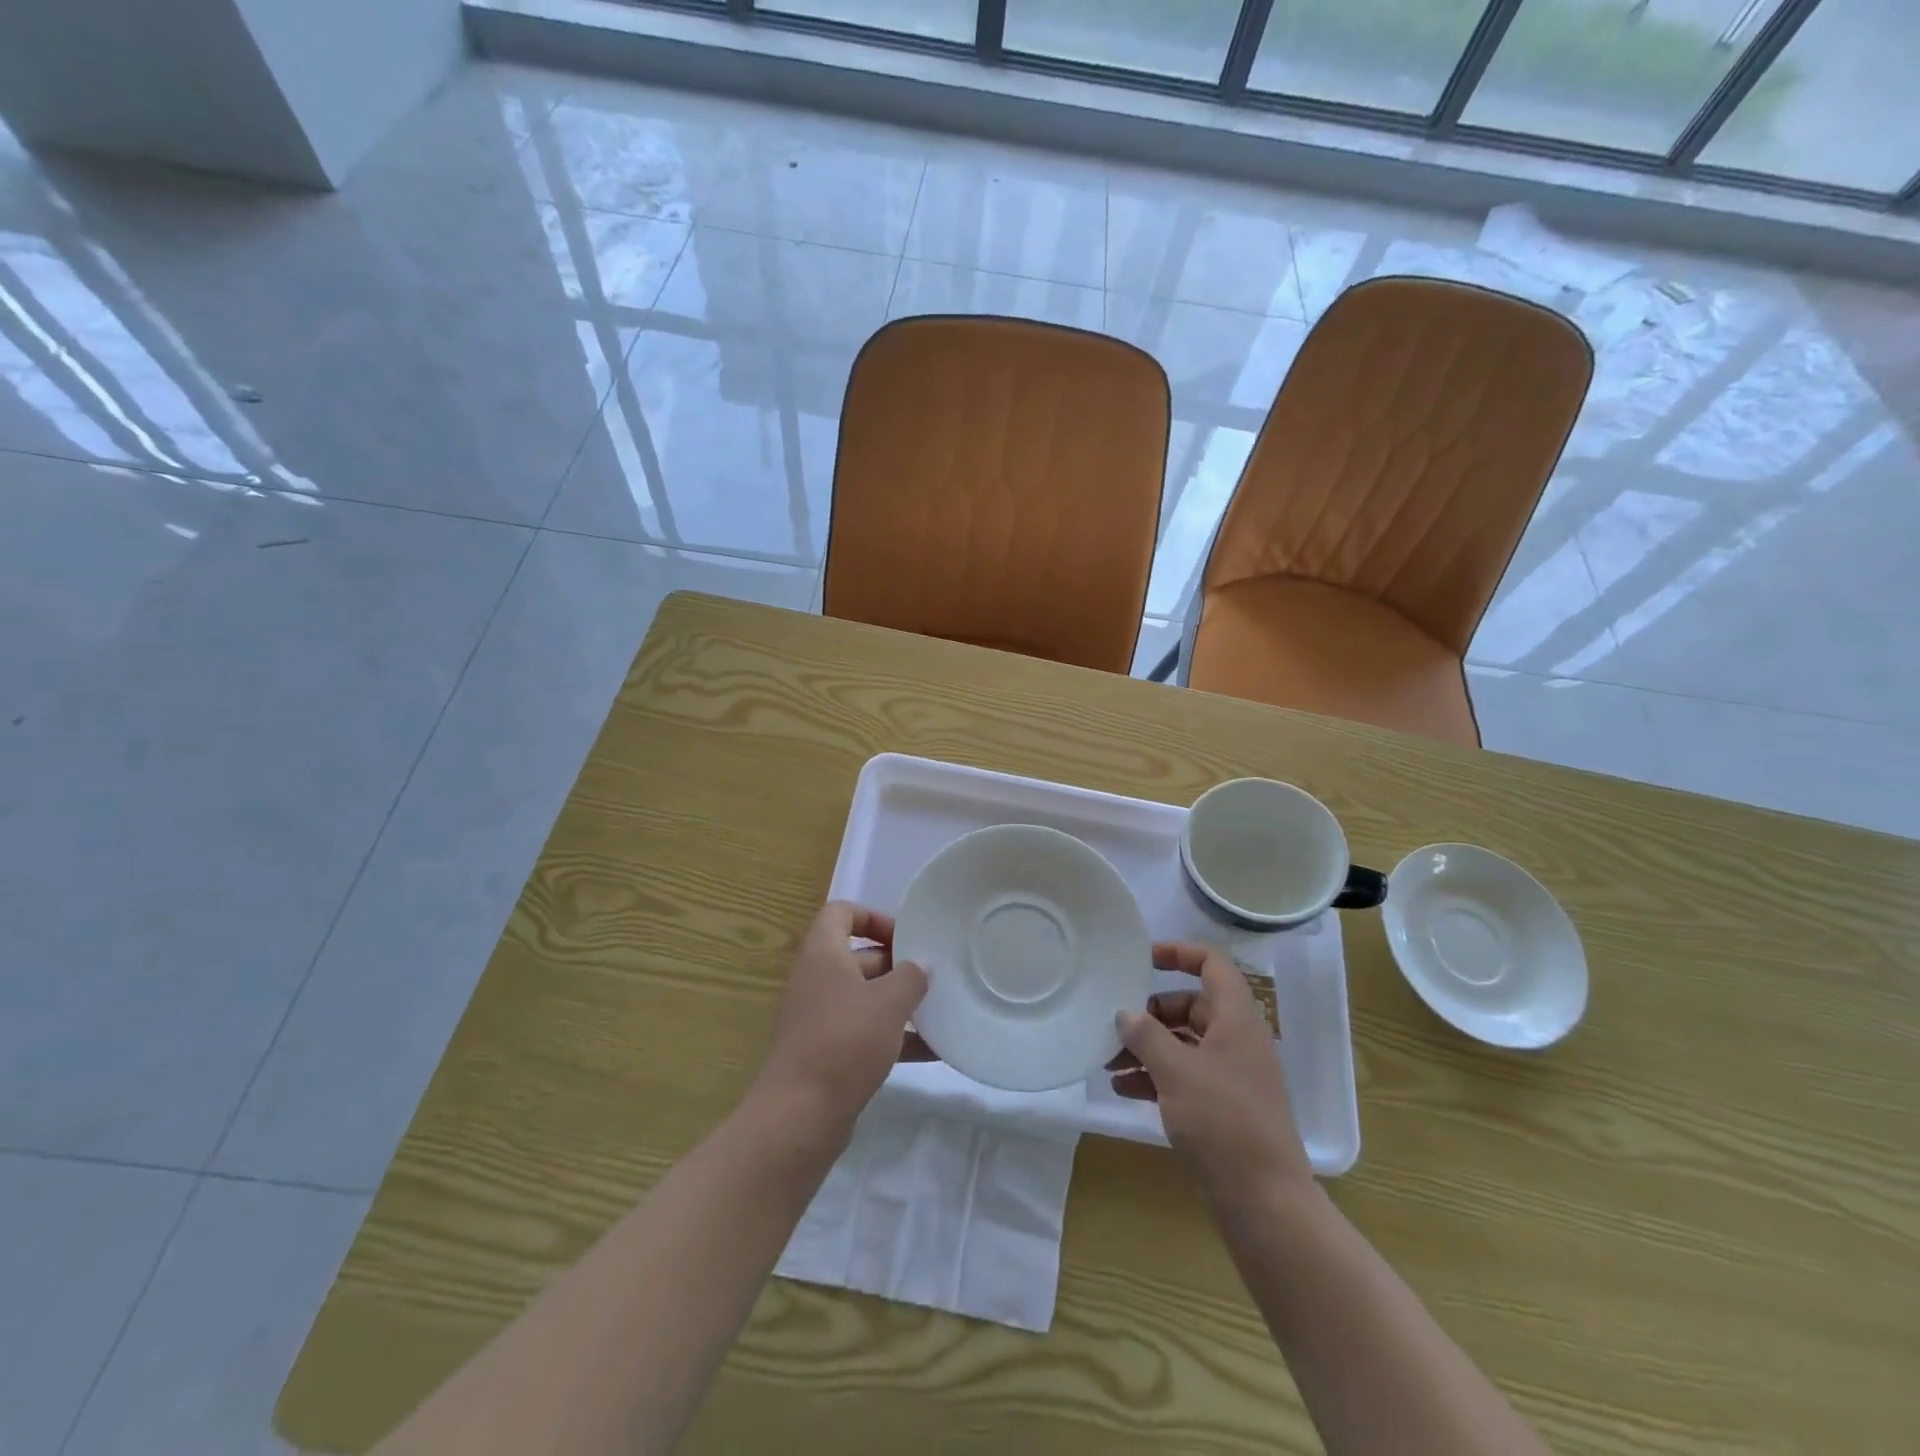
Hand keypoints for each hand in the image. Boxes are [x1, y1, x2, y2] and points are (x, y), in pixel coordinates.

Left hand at [752, 901, 929, 1135]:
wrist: (800, 1115)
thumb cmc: (844, 1041)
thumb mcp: (888, 1002)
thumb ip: (911, 977)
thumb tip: (921, 965)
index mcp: (822, 954)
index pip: (841, 912)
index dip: (873, 916)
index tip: (906, 937)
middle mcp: (816, 979)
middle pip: (857, 957)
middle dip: (896, 964)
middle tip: (932, 976)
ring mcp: (818, 1018)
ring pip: (863, 997)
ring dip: (898, 1003)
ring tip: (938, 1011)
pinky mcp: (825, 1052)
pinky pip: (863, 1033)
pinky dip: (893, 1037)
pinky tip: (931, 1051)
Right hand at [1110, 941, 1313, 1209]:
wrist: (1264, 1202)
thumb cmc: (1224, 1123)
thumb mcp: (1177, 1072)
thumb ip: (1147, 1036)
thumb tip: (1125, 1014)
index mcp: (1236, 1020)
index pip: (1212, 964)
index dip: (1179, 953)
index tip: (1142, 957)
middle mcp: (1236, 1040)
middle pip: (1190, 1006)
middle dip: (1149, 1014)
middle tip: (1113, 1027)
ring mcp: (1230, 1075)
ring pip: (1183, 1044)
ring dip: (1146, 1048)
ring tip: (1108, 1062)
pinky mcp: (1222, 1107)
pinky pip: (1184, 1075)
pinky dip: (1155, 1076)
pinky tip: (1123, 1089)